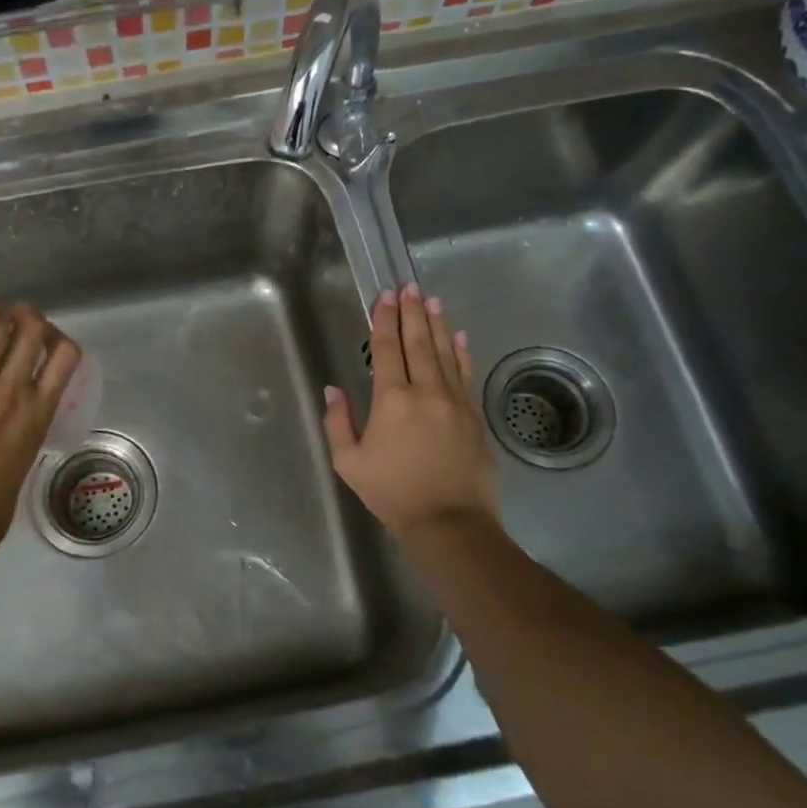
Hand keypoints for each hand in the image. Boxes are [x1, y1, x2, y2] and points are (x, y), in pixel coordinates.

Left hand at [0, 301, 82, 557]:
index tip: (43, 341)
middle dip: (25, 315)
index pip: (66, 354)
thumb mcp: (27, 454)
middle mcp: (13, 390)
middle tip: (12, 320)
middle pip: (31, 328)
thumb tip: (22, 400)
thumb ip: (29, 420)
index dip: (57, 337)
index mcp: (40, 410)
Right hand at [322, 284, 497, 538]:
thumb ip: (338, 422)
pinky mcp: (473, 416)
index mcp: (392, 400)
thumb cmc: (391, 492)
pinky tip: (460, 337)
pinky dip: (461, 353)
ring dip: (437, 324)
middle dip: (412, 312)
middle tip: (409, 287)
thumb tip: (333, 389)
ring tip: (432, 300)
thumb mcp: (349, 462)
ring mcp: (454, 401)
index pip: (387, 349)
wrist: (448, 521)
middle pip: (418, 342)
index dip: (384, 320)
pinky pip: (465, 375)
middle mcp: (426, 391)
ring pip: (445, 353)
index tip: (384, 297)